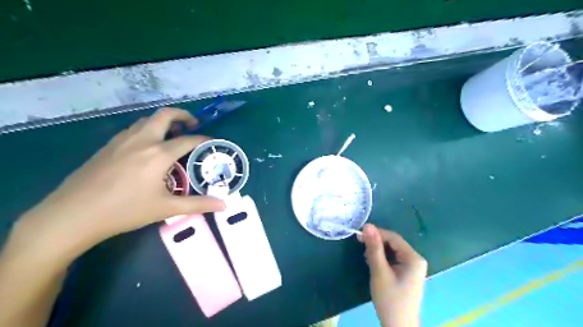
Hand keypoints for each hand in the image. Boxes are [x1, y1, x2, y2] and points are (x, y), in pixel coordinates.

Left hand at [15, 109, 224, 260]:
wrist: (73, 215)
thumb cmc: (125, 211)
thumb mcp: (166, 208)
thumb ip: (198, 204)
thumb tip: (224, 205)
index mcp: (158, 154)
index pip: (188, 139)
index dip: (203, 139)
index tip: (212, 142)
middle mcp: (142, 140)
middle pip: (165, 115)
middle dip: (183, 115)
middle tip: (192, 125)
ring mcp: (122, 140)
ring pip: (147, 120)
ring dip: (164, 122)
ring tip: (172, 135)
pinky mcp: (108, 145)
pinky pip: (134, 128)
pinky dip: (148, 129)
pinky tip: (148, 146)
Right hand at [361, 223, 427, 326]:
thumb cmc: (390, 299)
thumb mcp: (379, 272)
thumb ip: (374, 248)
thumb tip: (367, 225)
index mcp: (413, 258)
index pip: (393, 237)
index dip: (376, 233)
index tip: (359, 234)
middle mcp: (415, 260)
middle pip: (393, 244)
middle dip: (376, 244)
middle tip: (361, 247)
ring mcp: (411, 267)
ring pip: (391, 251)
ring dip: (377, 251)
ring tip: (366, 257)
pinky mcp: (406, 273)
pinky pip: (392, 259)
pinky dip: (381, 259)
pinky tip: (373, 263)